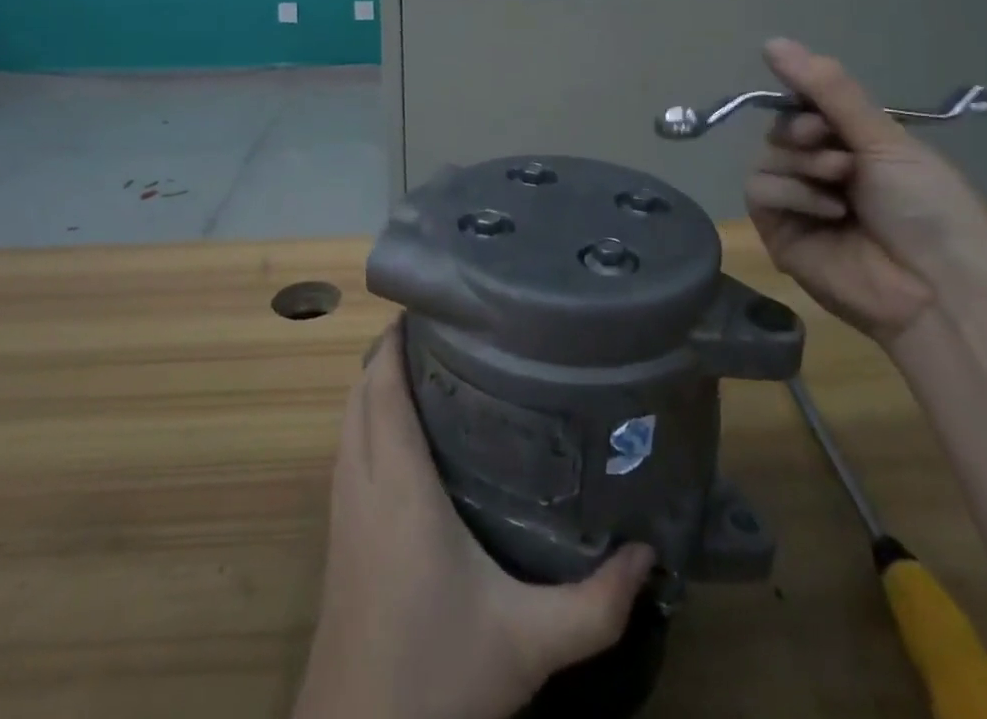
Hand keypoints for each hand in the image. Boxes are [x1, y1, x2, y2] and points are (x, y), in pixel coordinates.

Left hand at [293, 327, 654, 718]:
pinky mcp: (337, 537)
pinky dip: (367, 421)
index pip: (384, 386)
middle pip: (361, 391)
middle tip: (446, 332)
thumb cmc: (436, 680)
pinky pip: (346, 450)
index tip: (434, 306)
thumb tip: (648, 554)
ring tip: (429, 368)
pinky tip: (405, 439)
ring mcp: (341, 510)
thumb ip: (594, 602)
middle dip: (391, 351)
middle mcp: (361, 483)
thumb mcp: (527, 644)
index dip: (398, 339)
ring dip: (375, 385)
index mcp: (398, 486)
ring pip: (348, 419)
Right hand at [744, 39, 986, 345]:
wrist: (938, 288)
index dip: (803, 99)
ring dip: (803, 164)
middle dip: (804, 134)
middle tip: (839, 153)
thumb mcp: (885, 139)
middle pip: (781, 130)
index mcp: (854, 147)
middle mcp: (822, 171)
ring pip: (766, 157)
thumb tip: (772, 41)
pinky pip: (760, 191)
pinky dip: (791, 194)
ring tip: (841, 184)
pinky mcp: (779, 232)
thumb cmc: (927, 208)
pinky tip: (827, 211)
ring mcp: (798, 203)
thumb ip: (828, 91)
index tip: (820, 107)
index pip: (805, 107)